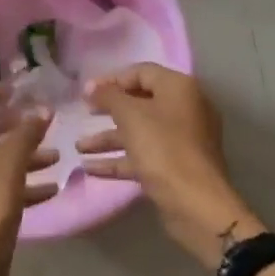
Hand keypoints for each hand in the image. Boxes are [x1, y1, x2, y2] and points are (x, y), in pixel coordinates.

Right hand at [79, 64, 260, 267]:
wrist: (195, 203)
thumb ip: (109, 96)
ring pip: (140, 132)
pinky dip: (120, 159)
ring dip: (109, 138)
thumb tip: (91, 86)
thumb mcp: (131, 116)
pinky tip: (91, 168)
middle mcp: (185, 109)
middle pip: (141, 102)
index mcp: (180, 88)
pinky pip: (144, 155)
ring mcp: (182, 140)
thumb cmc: (163, 148)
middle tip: (83, 115)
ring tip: (79, 147)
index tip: (86, 93)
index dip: (112, 80)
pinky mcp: (176, 166)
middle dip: (109, 110)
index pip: (142, 72)